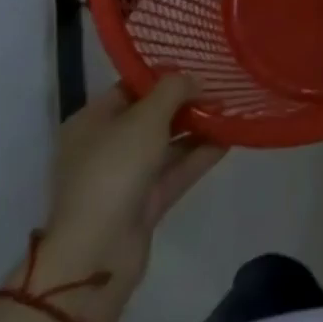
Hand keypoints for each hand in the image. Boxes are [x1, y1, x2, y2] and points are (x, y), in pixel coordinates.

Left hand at [28, 76, 224, 321]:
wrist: (98, 254)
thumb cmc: (114, 169)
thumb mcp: (146, 116)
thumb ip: (174, 89)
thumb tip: (194, 80)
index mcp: (92, 122)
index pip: (131, 87)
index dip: (164, 76)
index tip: (197, 67)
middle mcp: (105, 147)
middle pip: (150, 116)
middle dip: (185, 103)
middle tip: (220, 88)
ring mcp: (124, 178)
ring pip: (166, 145)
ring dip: (196, 129)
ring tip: (230, 110)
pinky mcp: (143, 205)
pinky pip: (174, 172)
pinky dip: (198, 156)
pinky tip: (227, 139)